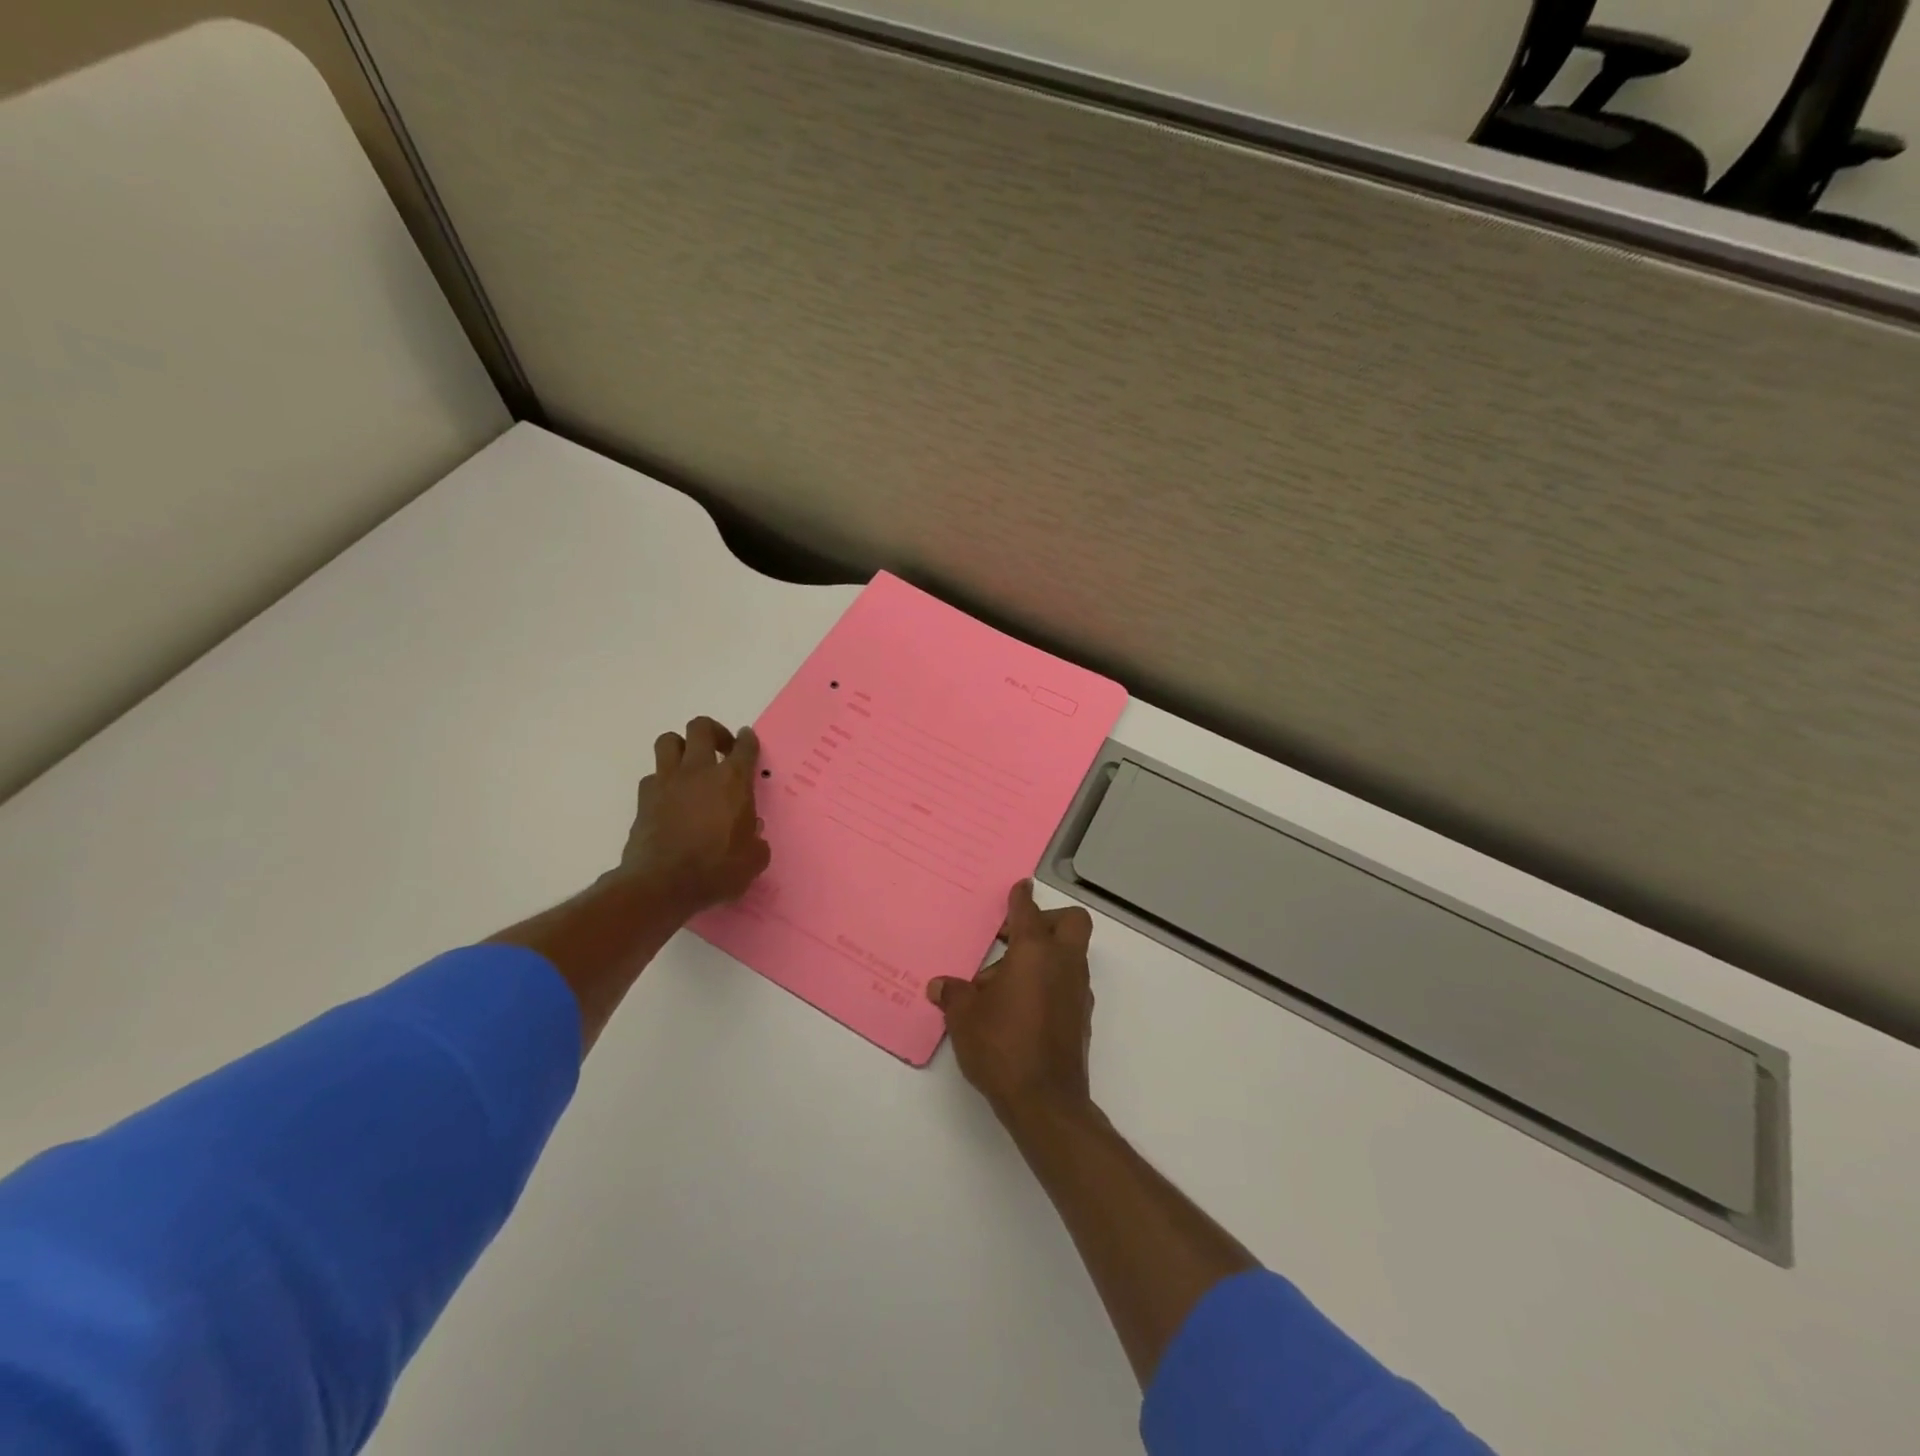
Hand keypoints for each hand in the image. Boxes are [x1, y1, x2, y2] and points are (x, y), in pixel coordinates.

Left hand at [618, 717, 769, 912]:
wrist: (662, 885)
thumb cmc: (716, 870)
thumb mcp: (753, 859)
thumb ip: (756, 840)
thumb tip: (752, 833)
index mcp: (733, 781)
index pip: (744, 746)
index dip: (747, 740)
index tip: (747, 740)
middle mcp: (699, 771)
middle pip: (701, 727)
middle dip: (713, 731)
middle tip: (721, 749)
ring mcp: (667, 782)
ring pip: (668, 741)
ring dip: (681, 747)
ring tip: (690, 765)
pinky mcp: (644, 799)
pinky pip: (652, 776)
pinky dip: (662, 781)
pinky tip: (670, 799)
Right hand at [927, 880, 1095, 1121]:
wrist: (1046, 1102)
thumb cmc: (1002, 1046)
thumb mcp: (965, 1017)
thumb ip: (954, 994)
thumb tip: (940, 986)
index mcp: (1034, 952)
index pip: (1028, 910)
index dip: (1020, 896)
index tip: (1019, 887)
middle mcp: (1063, 963)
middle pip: (1070, 922)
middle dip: (1046, 919)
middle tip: (1014, 936)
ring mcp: (1077, 990)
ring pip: (1069, 954)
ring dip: (1043, 955)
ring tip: (1003, 983)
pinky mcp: (1081, 1017)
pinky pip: (1067, 982)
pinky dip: (1048, 982)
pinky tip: (1019, 1006)